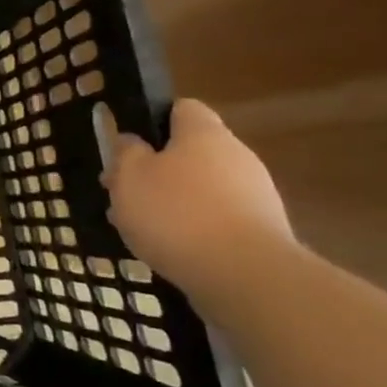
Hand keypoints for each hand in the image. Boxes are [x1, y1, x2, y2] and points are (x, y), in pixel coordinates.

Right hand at [97, 99, 293, 292]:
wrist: (246, 277)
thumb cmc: (176, 213)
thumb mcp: (129, 176)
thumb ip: (126, 152)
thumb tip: (132, 141)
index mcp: (204, 134)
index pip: (181, 108)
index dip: (152, 121)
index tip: (128, 146)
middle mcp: (236, 156)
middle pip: (190, 153)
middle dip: (156, 171)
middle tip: (123, 194)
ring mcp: (255, 196)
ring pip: (201, 189)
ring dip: (171, 202)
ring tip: (140, 228)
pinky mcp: (262, 232)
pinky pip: (217, 219)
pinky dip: (193, 229)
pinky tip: (171, 249)